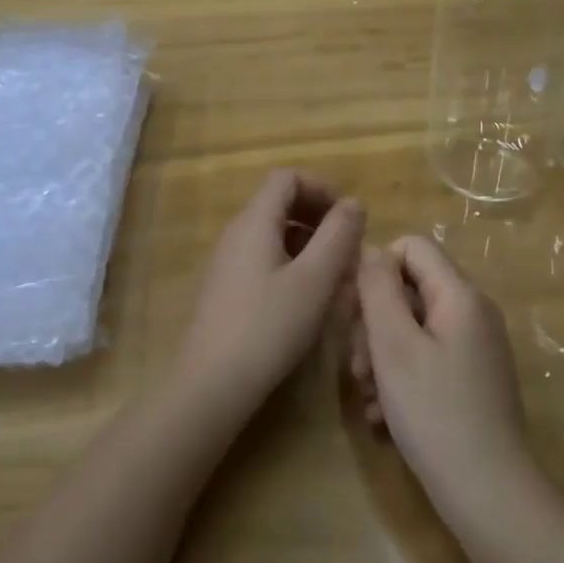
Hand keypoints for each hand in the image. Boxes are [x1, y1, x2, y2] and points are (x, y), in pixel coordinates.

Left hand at [179, 170, 364, 421]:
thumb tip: (353, 202)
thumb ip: (339, 235)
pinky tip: (307, 297)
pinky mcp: (227, 288)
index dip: (321, 188)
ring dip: (308, 243)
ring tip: (335, 276)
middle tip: (347, 249)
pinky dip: (291, 263)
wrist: (210, 384)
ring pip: (274, 233)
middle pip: (280, 203)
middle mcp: (237, 233)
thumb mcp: (315, 280)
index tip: (348, 219)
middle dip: (318, 217)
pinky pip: (263, 258)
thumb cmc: (269, 327)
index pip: (287, 177)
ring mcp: (228, 261)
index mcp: (255, 221)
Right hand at [352, 236, 530, 516]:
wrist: (489, 494)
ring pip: (414, 329)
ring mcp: (476, 348)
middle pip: (410, 290)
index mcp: (460, 295)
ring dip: (383, 356)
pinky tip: (384, 416)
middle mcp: (473, 312)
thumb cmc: (435, 412)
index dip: (377, 268)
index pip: (413, 246)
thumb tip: (371, 249)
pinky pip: (428, 359)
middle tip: (356, 366)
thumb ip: (378, 289)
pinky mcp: (473, 380)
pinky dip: (402, 378)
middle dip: (375, 322)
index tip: (354, 310)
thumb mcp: (394, 345)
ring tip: (368, 396)